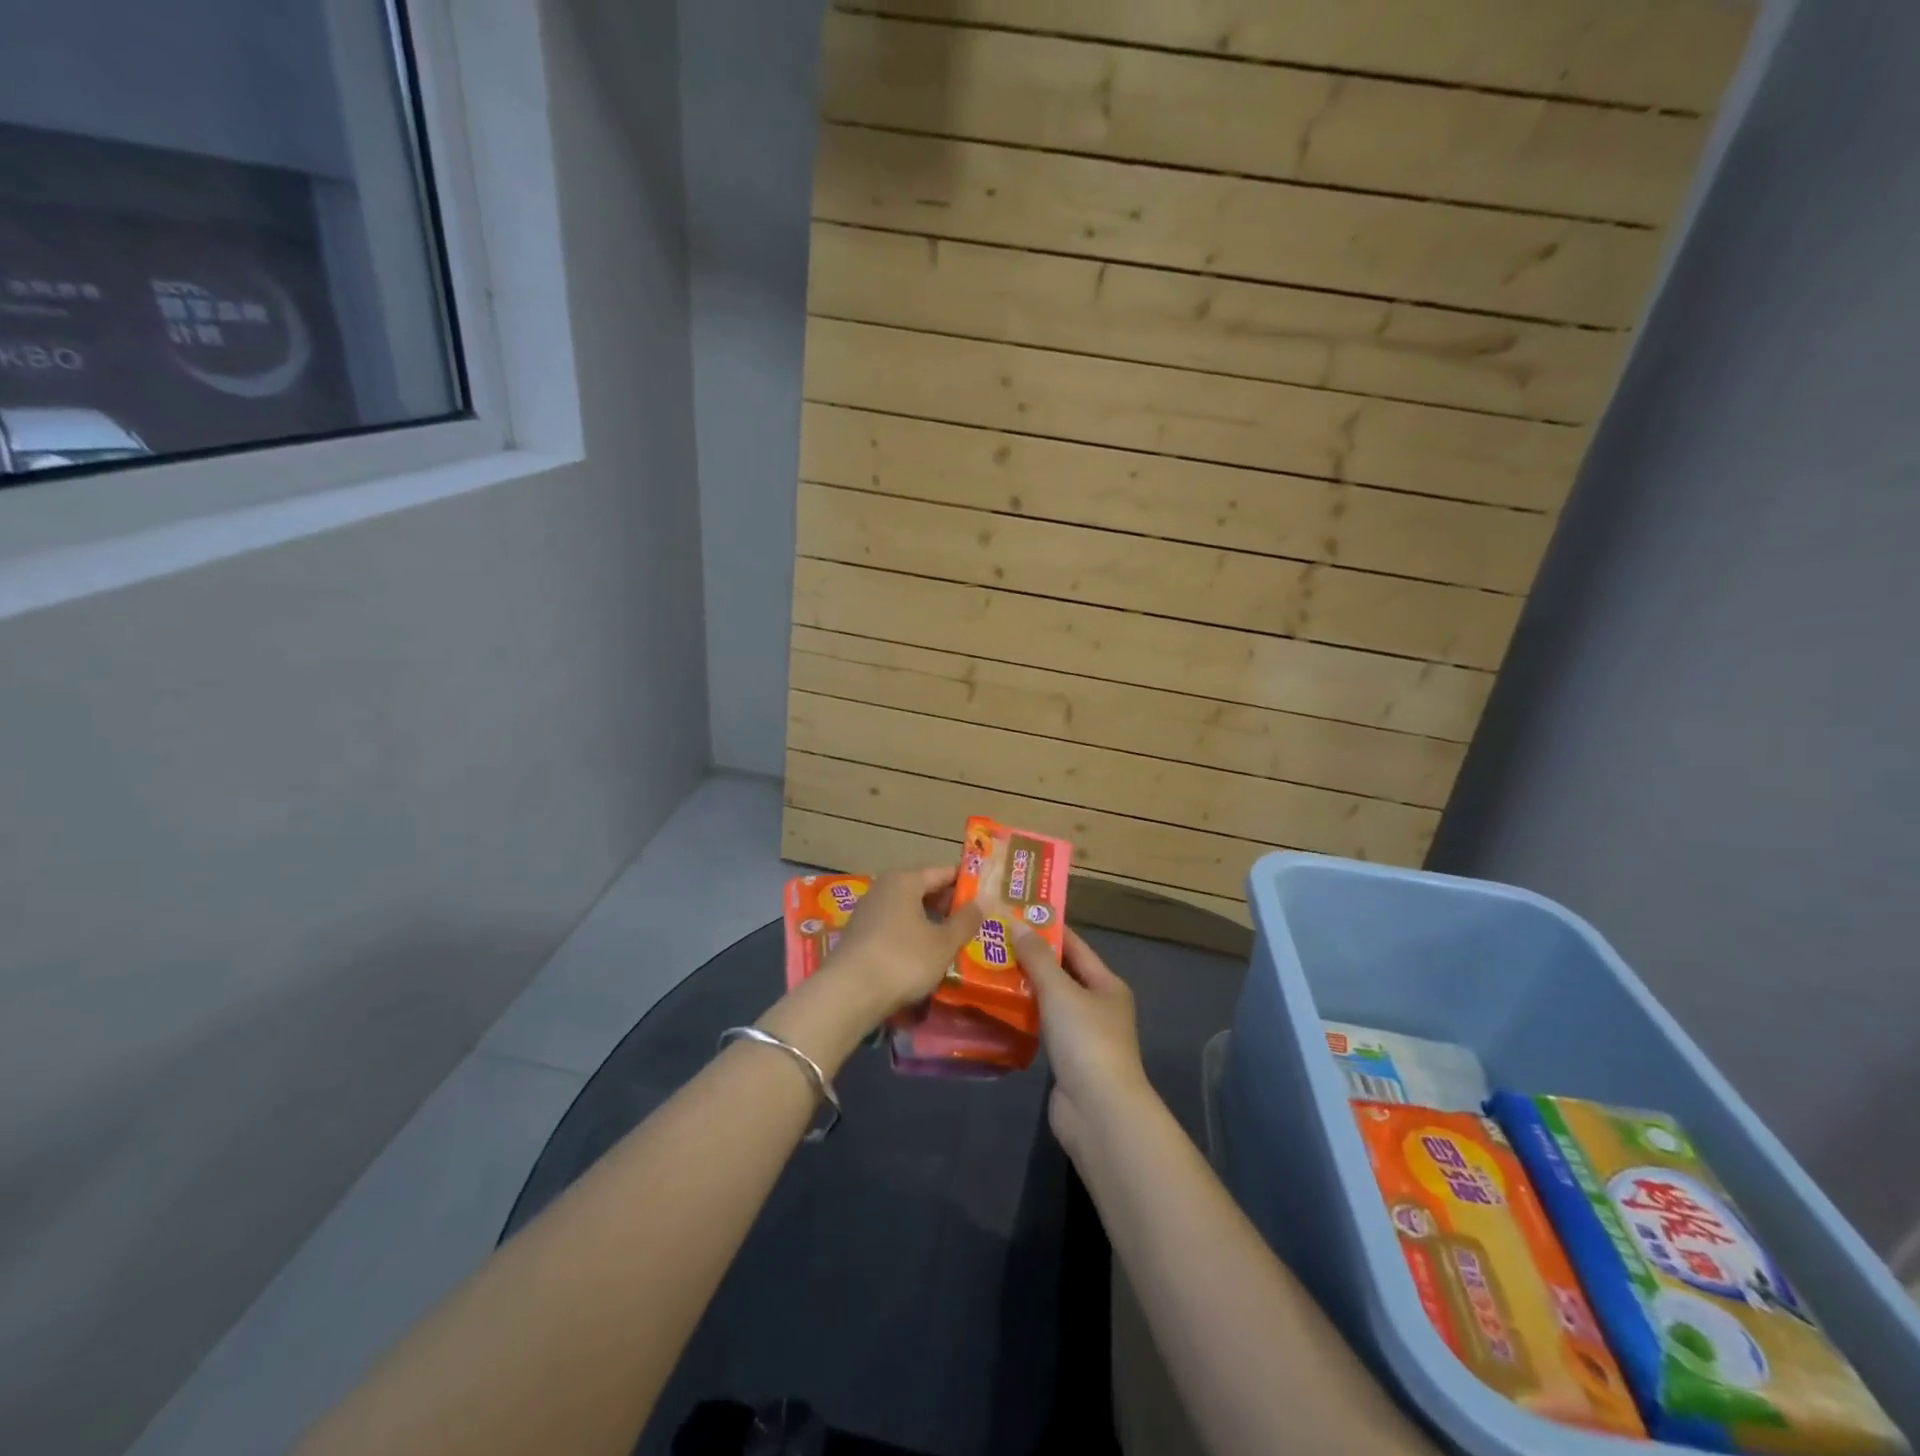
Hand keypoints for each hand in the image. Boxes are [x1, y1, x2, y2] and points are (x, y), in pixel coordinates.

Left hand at [819, 866, 985, 1023]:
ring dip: (930, 923)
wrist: (848, 993)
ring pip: (908, 911)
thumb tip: (985, 900)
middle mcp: (884, 888)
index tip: (987, 895)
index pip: (943, 872)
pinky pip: (894, 928)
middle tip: (975, 922)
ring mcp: (868, 912)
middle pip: (924, 889)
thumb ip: (966, 920)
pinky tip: (924, 956)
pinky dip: (912, 937)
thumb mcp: (944, 942)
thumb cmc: (903, 959)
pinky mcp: (859, 936)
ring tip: (954, 941)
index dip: (967, 882)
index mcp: (905, 880)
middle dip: (948, 905)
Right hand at [1012, 925, 1152, 1156]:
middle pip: (1061, 974)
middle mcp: (1098, 1006)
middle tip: (993, 939)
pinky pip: (1042, 1027)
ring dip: (1023, 988)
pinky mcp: (1066, 1060)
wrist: (1098, 1110)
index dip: (1048, 928)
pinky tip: (997, 1007)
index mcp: (1106, 985)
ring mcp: (1082, 1035)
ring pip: (1049, 1002)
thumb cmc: (1085, 1040)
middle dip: (1030, 958)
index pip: (1075, 946)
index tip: (1016, 912)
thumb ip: (1037, 958)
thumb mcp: (1060, 991)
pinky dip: (1023, 1016)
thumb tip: (1017, 923)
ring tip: (987, 968)